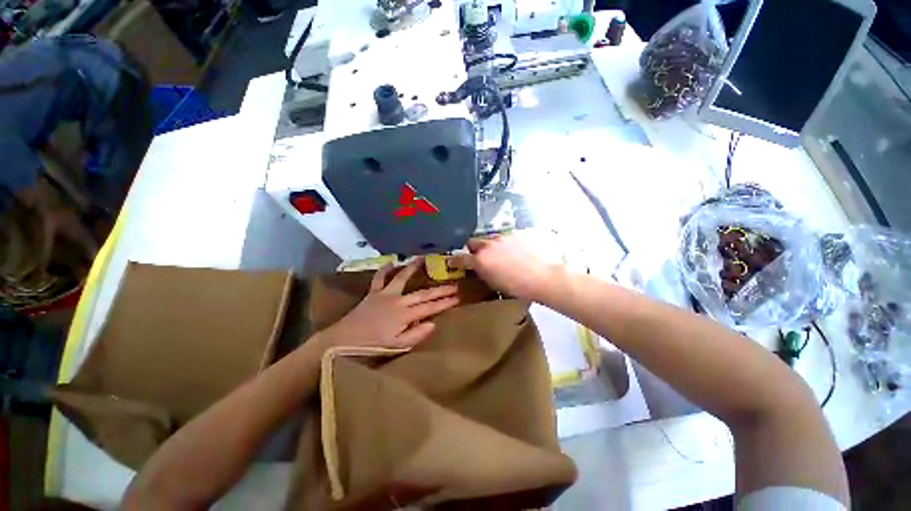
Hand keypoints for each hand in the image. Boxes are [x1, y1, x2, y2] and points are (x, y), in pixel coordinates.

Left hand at [319, 258, 459, 349]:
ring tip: (423, 259)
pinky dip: (384, 270)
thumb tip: (433, 323)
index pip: (430, 307)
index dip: (445, 302)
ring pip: (402, 278)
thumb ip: (417, 334)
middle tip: (454, 285)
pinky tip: (391, 262)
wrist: (344, 340)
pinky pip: (379, 278)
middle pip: (423, 293)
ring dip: (413, 268)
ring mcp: (385, 294)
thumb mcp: (397, 346)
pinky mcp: (373, 292)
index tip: (458, 297)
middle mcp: (398, 300)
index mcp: (405, 315)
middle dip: (440, 290)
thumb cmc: (372, 346)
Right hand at [450, 236, 556, 300]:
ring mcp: (503, 237)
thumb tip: (478, 268)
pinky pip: (506, 236)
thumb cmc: (519, 287)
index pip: (461, 258)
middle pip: (473, 242)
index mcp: (481, 260)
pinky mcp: (516, 233)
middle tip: (480, 256)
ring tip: (502, 254)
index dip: (455, 261)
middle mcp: (488, 245)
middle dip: (473, 249)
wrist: (544, 277)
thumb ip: (482, 273)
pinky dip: (507, 243)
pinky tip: (517, 251)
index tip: (452, 262)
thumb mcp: (495, 283)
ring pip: (490, 238)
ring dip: (491, 245)